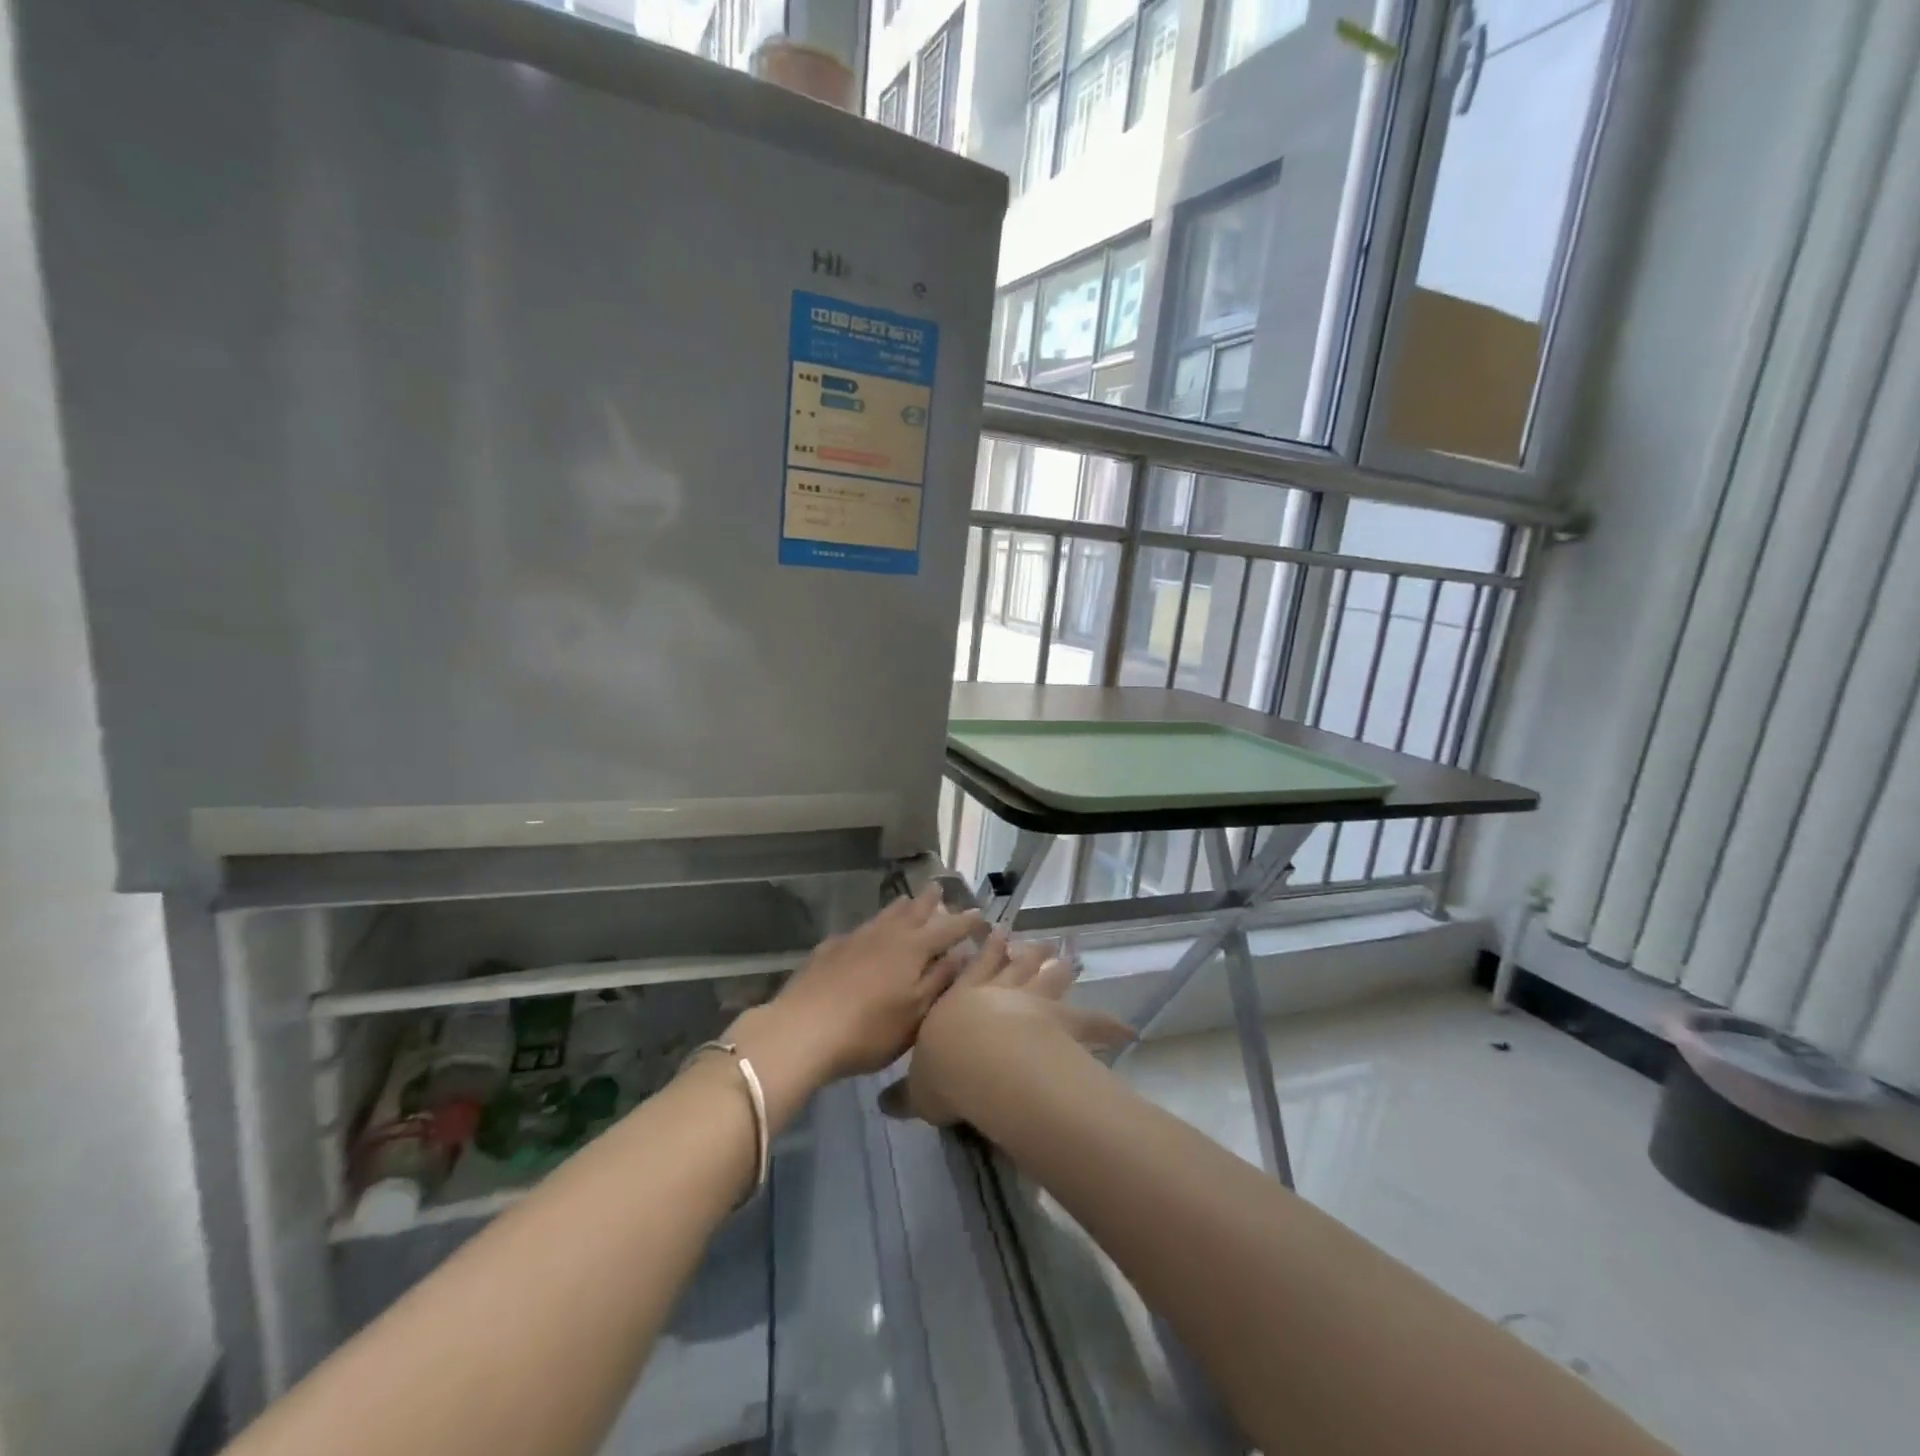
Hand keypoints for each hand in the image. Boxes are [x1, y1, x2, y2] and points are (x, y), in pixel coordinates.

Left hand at [744, 885, 983, 1091]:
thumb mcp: (916, 1014)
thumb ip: (941, 981)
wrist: (802, 1030)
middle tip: (939, 888)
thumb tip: (965, 954)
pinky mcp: (829, 949)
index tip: (980, 914)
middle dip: (930, 901)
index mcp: (913, 949)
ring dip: (901, 907)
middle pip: (913, 911)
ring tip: (908, 901)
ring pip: (884, 915)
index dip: (965, 922)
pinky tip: (867, 936)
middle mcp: (886, 934)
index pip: (947, 929)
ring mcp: (855, 938)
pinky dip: (873, 927)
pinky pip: (860, 930)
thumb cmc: (869, 1030)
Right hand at [884, 930, 1134, 1126]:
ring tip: (1066, 955)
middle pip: (1015, 967)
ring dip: (1058, 969)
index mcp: (961, 1001)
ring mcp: (1033, 1003)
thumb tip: (884, 1105)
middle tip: (1037, 941)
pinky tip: (1127, 1026)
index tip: (995, 933)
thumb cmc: (944, 1069)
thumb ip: (906, 1093)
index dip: (986, 953)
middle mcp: (998, 994)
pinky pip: (1090, 1021)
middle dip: (1025, 954)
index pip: (974, 971)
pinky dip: (1108, 1024)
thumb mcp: (918, 1086)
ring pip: (1048, 980)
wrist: (981, 1061)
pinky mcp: (1062, 1022)